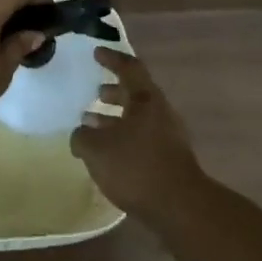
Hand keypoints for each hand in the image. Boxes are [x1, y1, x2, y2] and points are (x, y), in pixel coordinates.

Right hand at [70, 47, 203, 217]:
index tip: (96, 52)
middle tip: (95, 92)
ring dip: (116, 117)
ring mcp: (168, 137)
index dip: (112, 58)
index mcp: (146, 99)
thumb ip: (82, 136)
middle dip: (114, 91)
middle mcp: (160, 112)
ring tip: (92, 124)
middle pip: (136, 93)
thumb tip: (82, 133)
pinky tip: (107, 153)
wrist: (180, 208)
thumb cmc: (136, 167)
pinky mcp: (169, 159)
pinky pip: (142, 138)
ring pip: (138, 117)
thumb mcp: (96, 149)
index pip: (129, 68)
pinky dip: (123, 137)